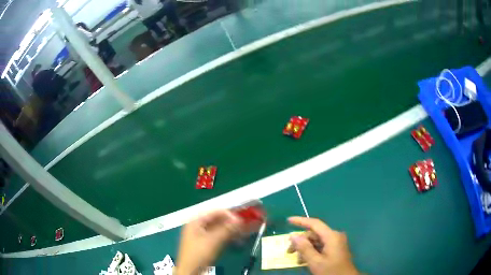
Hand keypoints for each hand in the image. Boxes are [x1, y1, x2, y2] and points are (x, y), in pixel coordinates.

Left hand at [175, 210, 241, 274]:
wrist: (190, 270)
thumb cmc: (199, 253)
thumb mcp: (213, 241)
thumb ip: (226, 229)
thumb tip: (239, 219)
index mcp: (195, 222)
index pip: (212, 212)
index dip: (227, 213)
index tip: (241, 217)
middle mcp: (196, 227)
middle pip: (215, 220)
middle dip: (229, 221)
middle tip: (244, 224)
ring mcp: (200, 236)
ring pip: (217, 229)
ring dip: (229, 229)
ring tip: (242, 231)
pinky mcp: (204, 244)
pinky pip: (216, 236)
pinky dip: (225, 236)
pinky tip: (235, 238)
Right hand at [287, 217, 358, 274]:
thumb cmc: (331, 271)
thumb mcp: (315, 262)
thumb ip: (304, 248)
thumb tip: (293, 236)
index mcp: (332, 236)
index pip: (314, 224)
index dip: (300, 221)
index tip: (288, 220)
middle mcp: (335, 236)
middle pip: (314, 234)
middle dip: (300, 242)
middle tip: (289, 252)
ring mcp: (336, 243)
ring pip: (316, 241)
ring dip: (305, 249)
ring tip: (297, 260)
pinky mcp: (335, 249)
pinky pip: (321, 246)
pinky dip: (312, 252)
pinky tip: (305, 261)